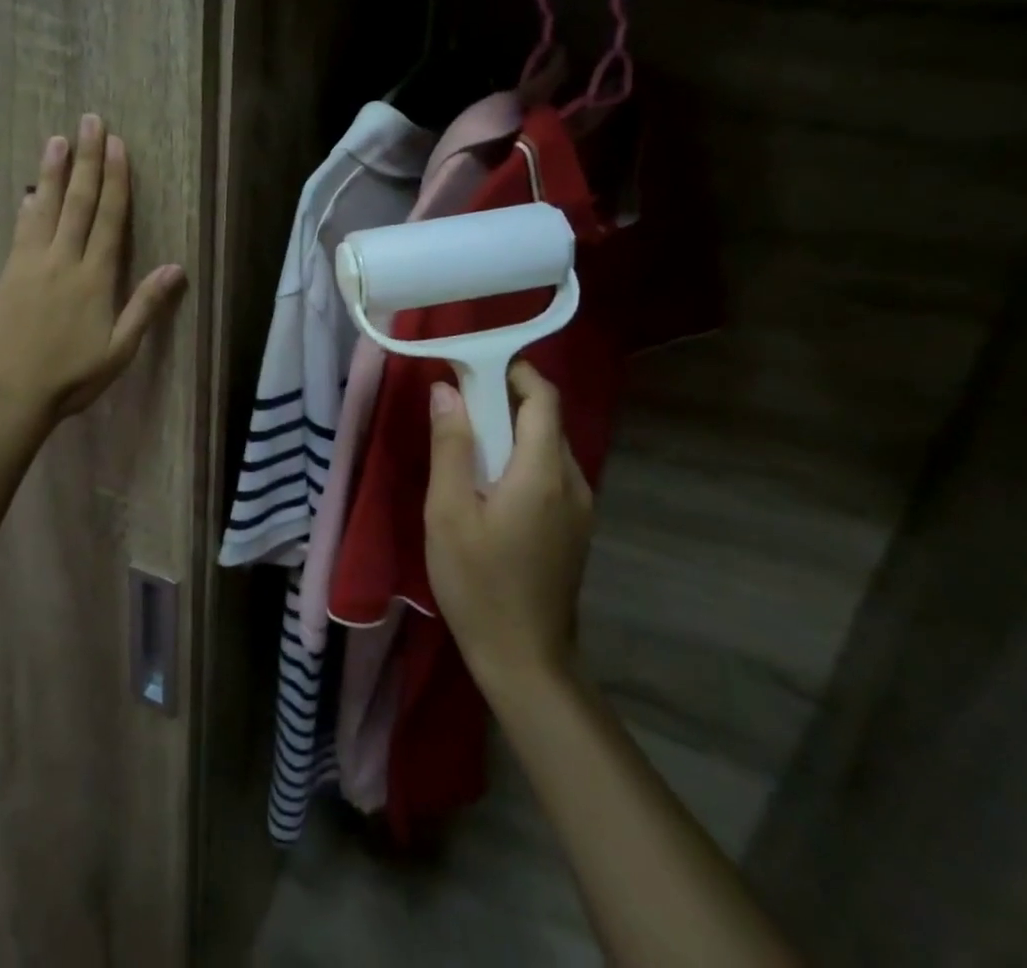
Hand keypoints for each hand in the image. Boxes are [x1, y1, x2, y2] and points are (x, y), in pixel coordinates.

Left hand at [0, 115, 185, 426]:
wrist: (9, 395)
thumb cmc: (71, 377)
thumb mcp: (120, 349)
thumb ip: (146, 305)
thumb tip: (176, 267)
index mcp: (95, 278)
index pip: (109, 218)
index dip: (115, 179)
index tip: (116, 146)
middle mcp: (64, 261)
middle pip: (78, 202)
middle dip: (86, 160)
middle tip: (89, 122)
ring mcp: (32, 264)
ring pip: (46, 208)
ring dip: (53, 172)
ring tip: (57, 139)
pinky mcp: (9, 274)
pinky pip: (21, 231)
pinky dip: (28, 206)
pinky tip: (30, 190)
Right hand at [424, 362, 592, 689]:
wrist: (524, 659)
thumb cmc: (479, 582)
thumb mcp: (449, 511)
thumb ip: (451, 445)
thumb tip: (447, 390)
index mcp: (544, 471)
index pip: (543, 397)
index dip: (513, 371)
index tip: (472, 368)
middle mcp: (573, 481)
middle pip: (545, 419)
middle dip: (503, 400)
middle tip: (457, 406)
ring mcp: (579, 508)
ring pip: (547, 447)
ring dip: (510, 432)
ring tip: (466, 445)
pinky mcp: (573, 528)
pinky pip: (549, 473)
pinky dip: (519, 460)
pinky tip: (487, 485)